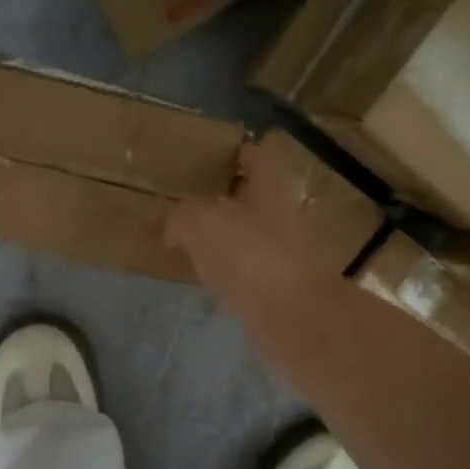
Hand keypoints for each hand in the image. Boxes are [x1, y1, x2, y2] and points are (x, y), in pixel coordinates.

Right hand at [166, 140, 341, 339]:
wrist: (293, 318)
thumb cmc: (251, 256)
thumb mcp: (203, 223)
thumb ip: (184, 217)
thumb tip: (176, 229)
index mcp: (269, 192)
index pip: (259, 160)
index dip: (245, 152)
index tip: (231, 150)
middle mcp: (280, 220)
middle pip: (255, 201)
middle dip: (230, 199)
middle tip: (197, 199)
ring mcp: (281, 257)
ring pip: (249, 238)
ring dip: (226, 238)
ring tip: (193, 240)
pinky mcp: (275, 292)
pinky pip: (246, 273)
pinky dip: (227, 272)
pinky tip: (206, 278)